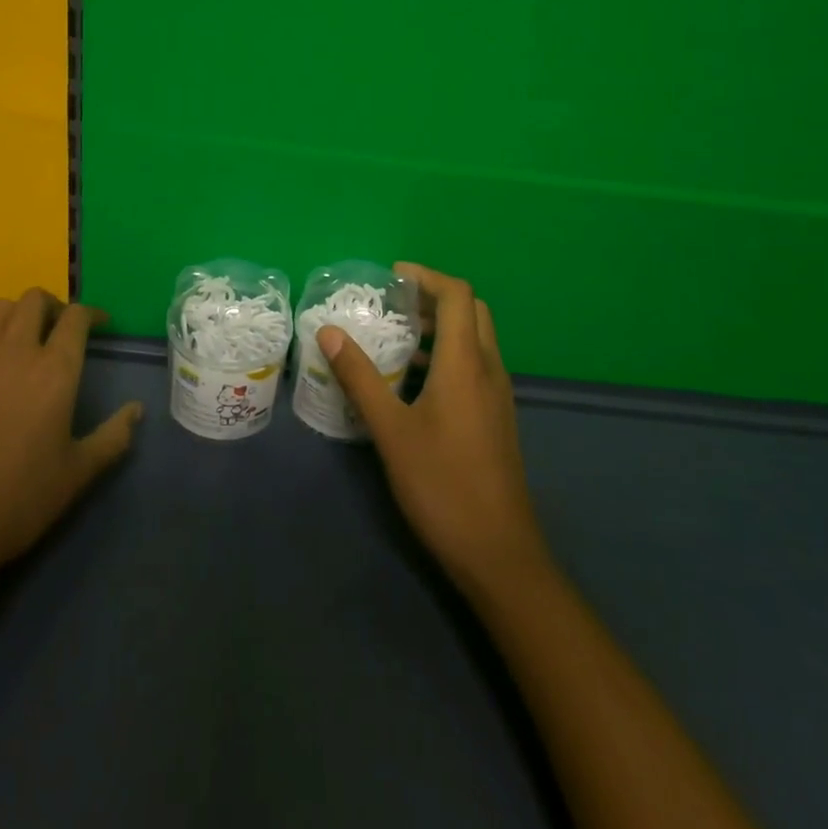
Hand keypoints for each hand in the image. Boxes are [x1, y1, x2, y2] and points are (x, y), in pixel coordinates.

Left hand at [0, 290, 141, 594]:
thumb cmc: (15, 502)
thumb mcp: (76, 475)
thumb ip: (112, 437)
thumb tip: (136, 410)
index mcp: (53, 371)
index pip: (76, 317)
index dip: (91, 313)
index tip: (99, 324)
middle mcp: (12, 350)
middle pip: (34, 300)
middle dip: (53, 307)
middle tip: (58, 330)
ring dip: (16, 316)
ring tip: (20, 342)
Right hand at [320, 263, 550, 599]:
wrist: (498, 552)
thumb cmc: (441, 485)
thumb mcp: (390, 430)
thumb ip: (360, 377)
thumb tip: (329, 332)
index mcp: (466, 363)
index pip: (457, 295)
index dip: (426, 276)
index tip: (391, 276)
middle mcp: (489, 369)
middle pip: (472, 310)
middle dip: (435, 296)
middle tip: (394, 303)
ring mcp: (498, 394)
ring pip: (476, 338)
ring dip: (442, 325)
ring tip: (399, 335)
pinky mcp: (497, 416)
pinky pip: (476, 364)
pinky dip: (449, 353)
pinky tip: (416, 379)